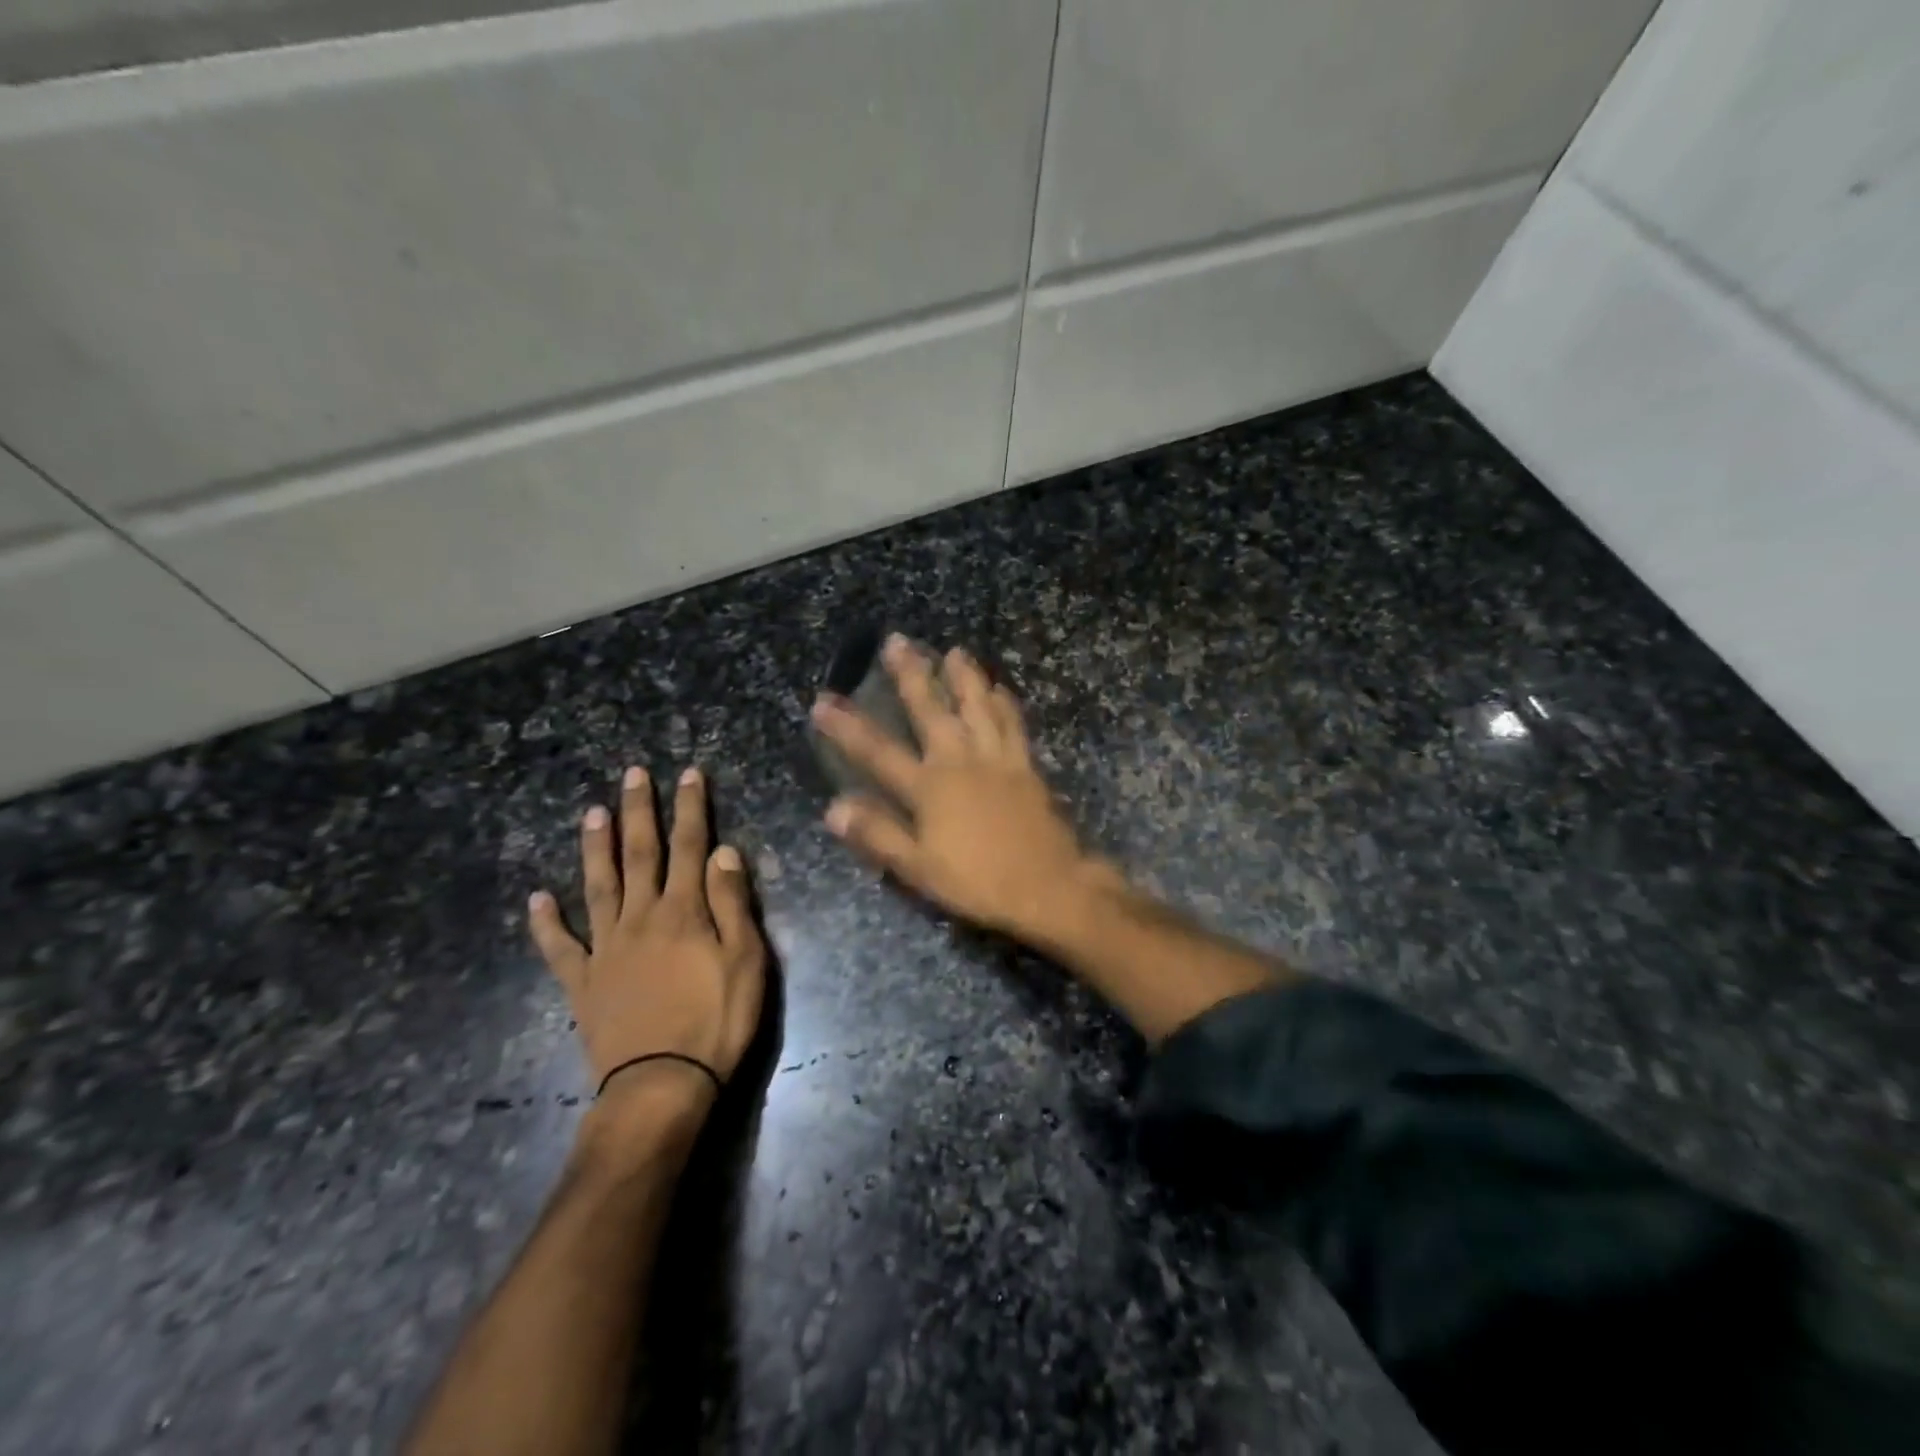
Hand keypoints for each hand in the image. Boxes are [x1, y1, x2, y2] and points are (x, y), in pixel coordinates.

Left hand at [529, 767, 765, 1115]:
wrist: (661, 1086)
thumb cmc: (717, 1022)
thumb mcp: (746, 961)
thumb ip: (732, 904)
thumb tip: (723, 852)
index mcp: (684, 911)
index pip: (690, 846)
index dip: (690, 807)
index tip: (688, 773)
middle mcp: (641, 918)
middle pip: (640, 854)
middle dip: (639, 811)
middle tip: (633, 774)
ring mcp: (606, 949)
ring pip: (598, 886)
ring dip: (596, 848)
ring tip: (592, 813)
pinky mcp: (583, 982)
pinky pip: (560, 947)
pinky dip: (545, 923)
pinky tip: (536, 899)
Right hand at [811, 636, 1104, 937]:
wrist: (1047, 885)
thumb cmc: (977, 881)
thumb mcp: (919, 868)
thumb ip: (878, 835)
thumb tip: (833, 808)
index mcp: (929, 787)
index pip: (878, 752)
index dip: (848, 727)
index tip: (823, 700)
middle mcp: (960, 761)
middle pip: (931, 710)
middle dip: (911, 674)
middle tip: (897, 640)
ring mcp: (997, 759)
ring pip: (977, 706)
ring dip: (964, 676)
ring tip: (955, 650)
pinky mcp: (1025, 765)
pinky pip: (1013, 724)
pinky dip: (1004, 703)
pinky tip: (1000, 688)